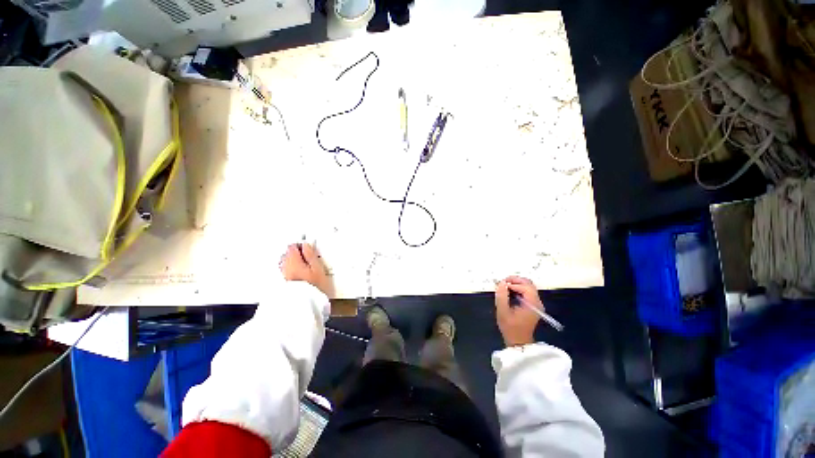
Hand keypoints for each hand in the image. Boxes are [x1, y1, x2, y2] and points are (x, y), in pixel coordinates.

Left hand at [280, 243, 333, 297]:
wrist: (304, 304)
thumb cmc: (312, 286)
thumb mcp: (317, 267)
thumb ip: (310, 254)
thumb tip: (306, 245)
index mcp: (292, 260)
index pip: (292, 246)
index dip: (300, 245)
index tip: (307, 247)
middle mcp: (284, 266)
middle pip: (287, 254)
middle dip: (296, 253)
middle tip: (307, 256)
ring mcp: (282, 275)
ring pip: (285, 263)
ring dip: (293, 262)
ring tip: (304, 266)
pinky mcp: (283, 283)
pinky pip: (285, 272)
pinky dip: (291, 270)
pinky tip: (299, 275)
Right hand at [495, 276, 542, 346]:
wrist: (519, 342)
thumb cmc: (510, 328)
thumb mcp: (502, 311)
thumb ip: (502, 296)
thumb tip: (502, 283)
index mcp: (532, 304)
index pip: (525, 286)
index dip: (513, 283)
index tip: (502, 285)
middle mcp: (537, 302)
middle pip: (529, 284)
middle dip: (515, 280)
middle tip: (503, 283)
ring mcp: (536, 303)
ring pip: (528, 286)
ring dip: (517, 283)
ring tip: (505, 287)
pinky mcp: (533, 305)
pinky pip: (527, 291)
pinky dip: (519, 288)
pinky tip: (510, 292)